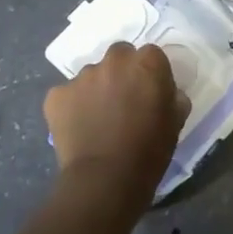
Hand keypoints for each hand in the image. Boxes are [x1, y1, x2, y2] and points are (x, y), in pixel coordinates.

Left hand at [44, 43, 188, 219]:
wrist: (106, 179)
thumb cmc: (150, 150)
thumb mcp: (176, 121)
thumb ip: (172, 97)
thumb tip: (165, 93)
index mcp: (147, 63)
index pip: (151, 54)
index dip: (151, 72)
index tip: (150, 91)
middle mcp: (114, 61)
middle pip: (119, 55)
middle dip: (122, 71)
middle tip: (123, 98)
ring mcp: (82, 76)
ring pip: (92, 74)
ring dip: (97, 88)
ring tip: (98, 117)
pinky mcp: (56, 95)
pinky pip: (67, 94)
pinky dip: (72, 105)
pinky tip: (79, 127)